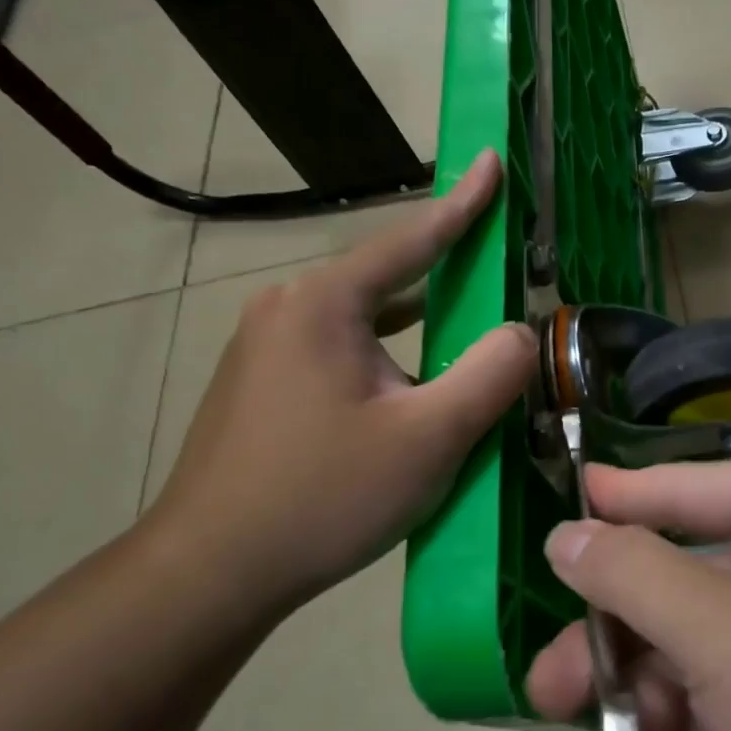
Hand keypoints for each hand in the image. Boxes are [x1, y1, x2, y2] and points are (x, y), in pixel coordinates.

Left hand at [143, 151, 536, 617]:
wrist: (210, 570)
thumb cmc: (324, 497)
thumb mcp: (428, 439)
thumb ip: (490, 375)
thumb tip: (520, 332)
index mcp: (324, 303)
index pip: (410, 239)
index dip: (462, 202)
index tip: (492, 160)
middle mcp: (287, 308)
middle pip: (385, 278)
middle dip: (443, 273)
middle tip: (494, 269)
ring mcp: (264, 346)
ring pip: (362, 320)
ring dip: (415, 324)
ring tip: (462, 334)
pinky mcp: (258, 383)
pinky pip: (338, 349)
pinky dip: (384, 355)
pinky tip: (406, 384)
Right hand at [525, 456, 730, 730]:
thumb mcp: (728, 630)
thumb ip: (633, 579)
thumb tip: (568, 534)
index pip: (687, 489)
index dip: (617, 501)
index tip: (554, 509)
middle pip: (688, 583)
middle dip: (619, 633)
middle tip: (546, 680)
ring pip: (707, 656)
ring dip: (655, 693)